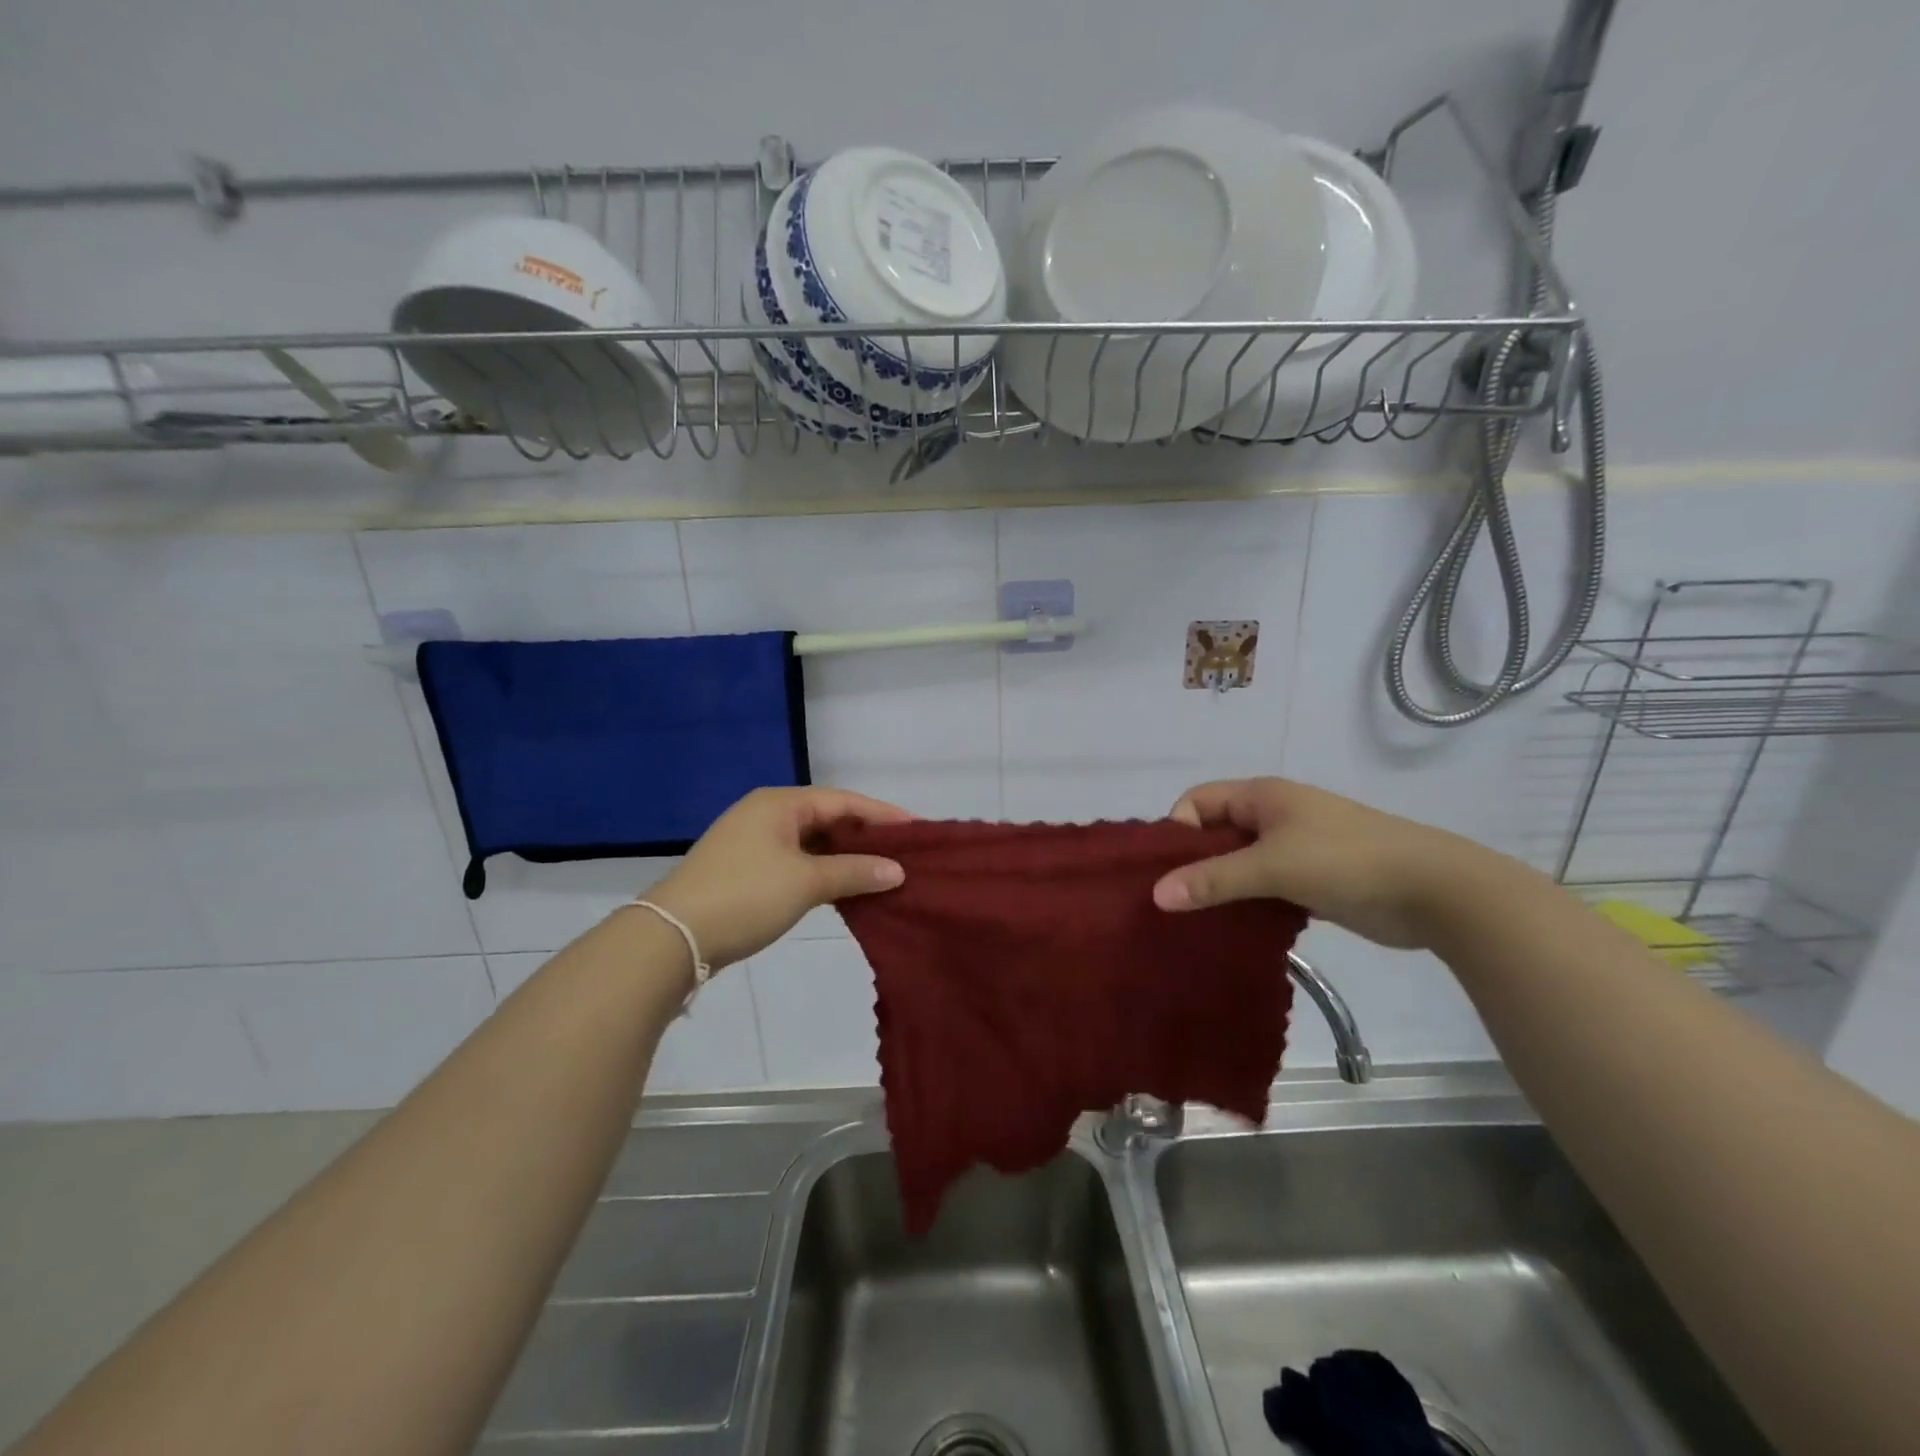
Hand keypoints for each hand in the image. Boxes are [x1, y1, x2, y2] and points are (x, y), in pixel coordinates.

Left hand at [641, 787, 910, 969]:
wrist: (672, 936)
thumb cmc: (745, 896)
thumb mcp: (806, 882)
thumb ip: (854, 872)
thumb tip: (896, 870)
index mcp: (780, 803)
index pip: (843, 801)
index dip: (882, 815)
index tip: (917, 829)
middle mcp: (766, 814)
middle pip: (827, 818)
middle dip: (864, 837)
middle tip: (902, 853)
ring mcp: (752, 842)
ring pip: (811, 843)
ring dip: (843, 857)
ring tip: (880, 872)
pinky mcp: (744, 869)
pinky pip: (795, 861)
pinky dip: (821, 872)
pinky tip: (843, 889)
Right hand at [1151, 777, 1478, 950]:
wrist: (1434, 890)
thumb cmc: (1346, 862)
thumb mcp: (1272, 866)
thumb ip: (1212, 880)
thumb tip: (1156, 894)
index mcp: (1262, 796)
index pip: (1198, 801)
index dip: (1178, 830)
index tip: (1168, 871)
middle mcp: (1274, 815)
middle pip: (1216, 832)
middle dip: (1193, 863)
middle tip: (1175, 902)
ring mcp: (1295, 847)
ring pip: (1239, 862)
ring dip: (1220, 887)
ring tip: (1199, 921)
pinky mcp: (1311, 879)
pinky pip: (1263, 886)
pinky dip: (1247, 902)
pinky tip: (1236, 929)